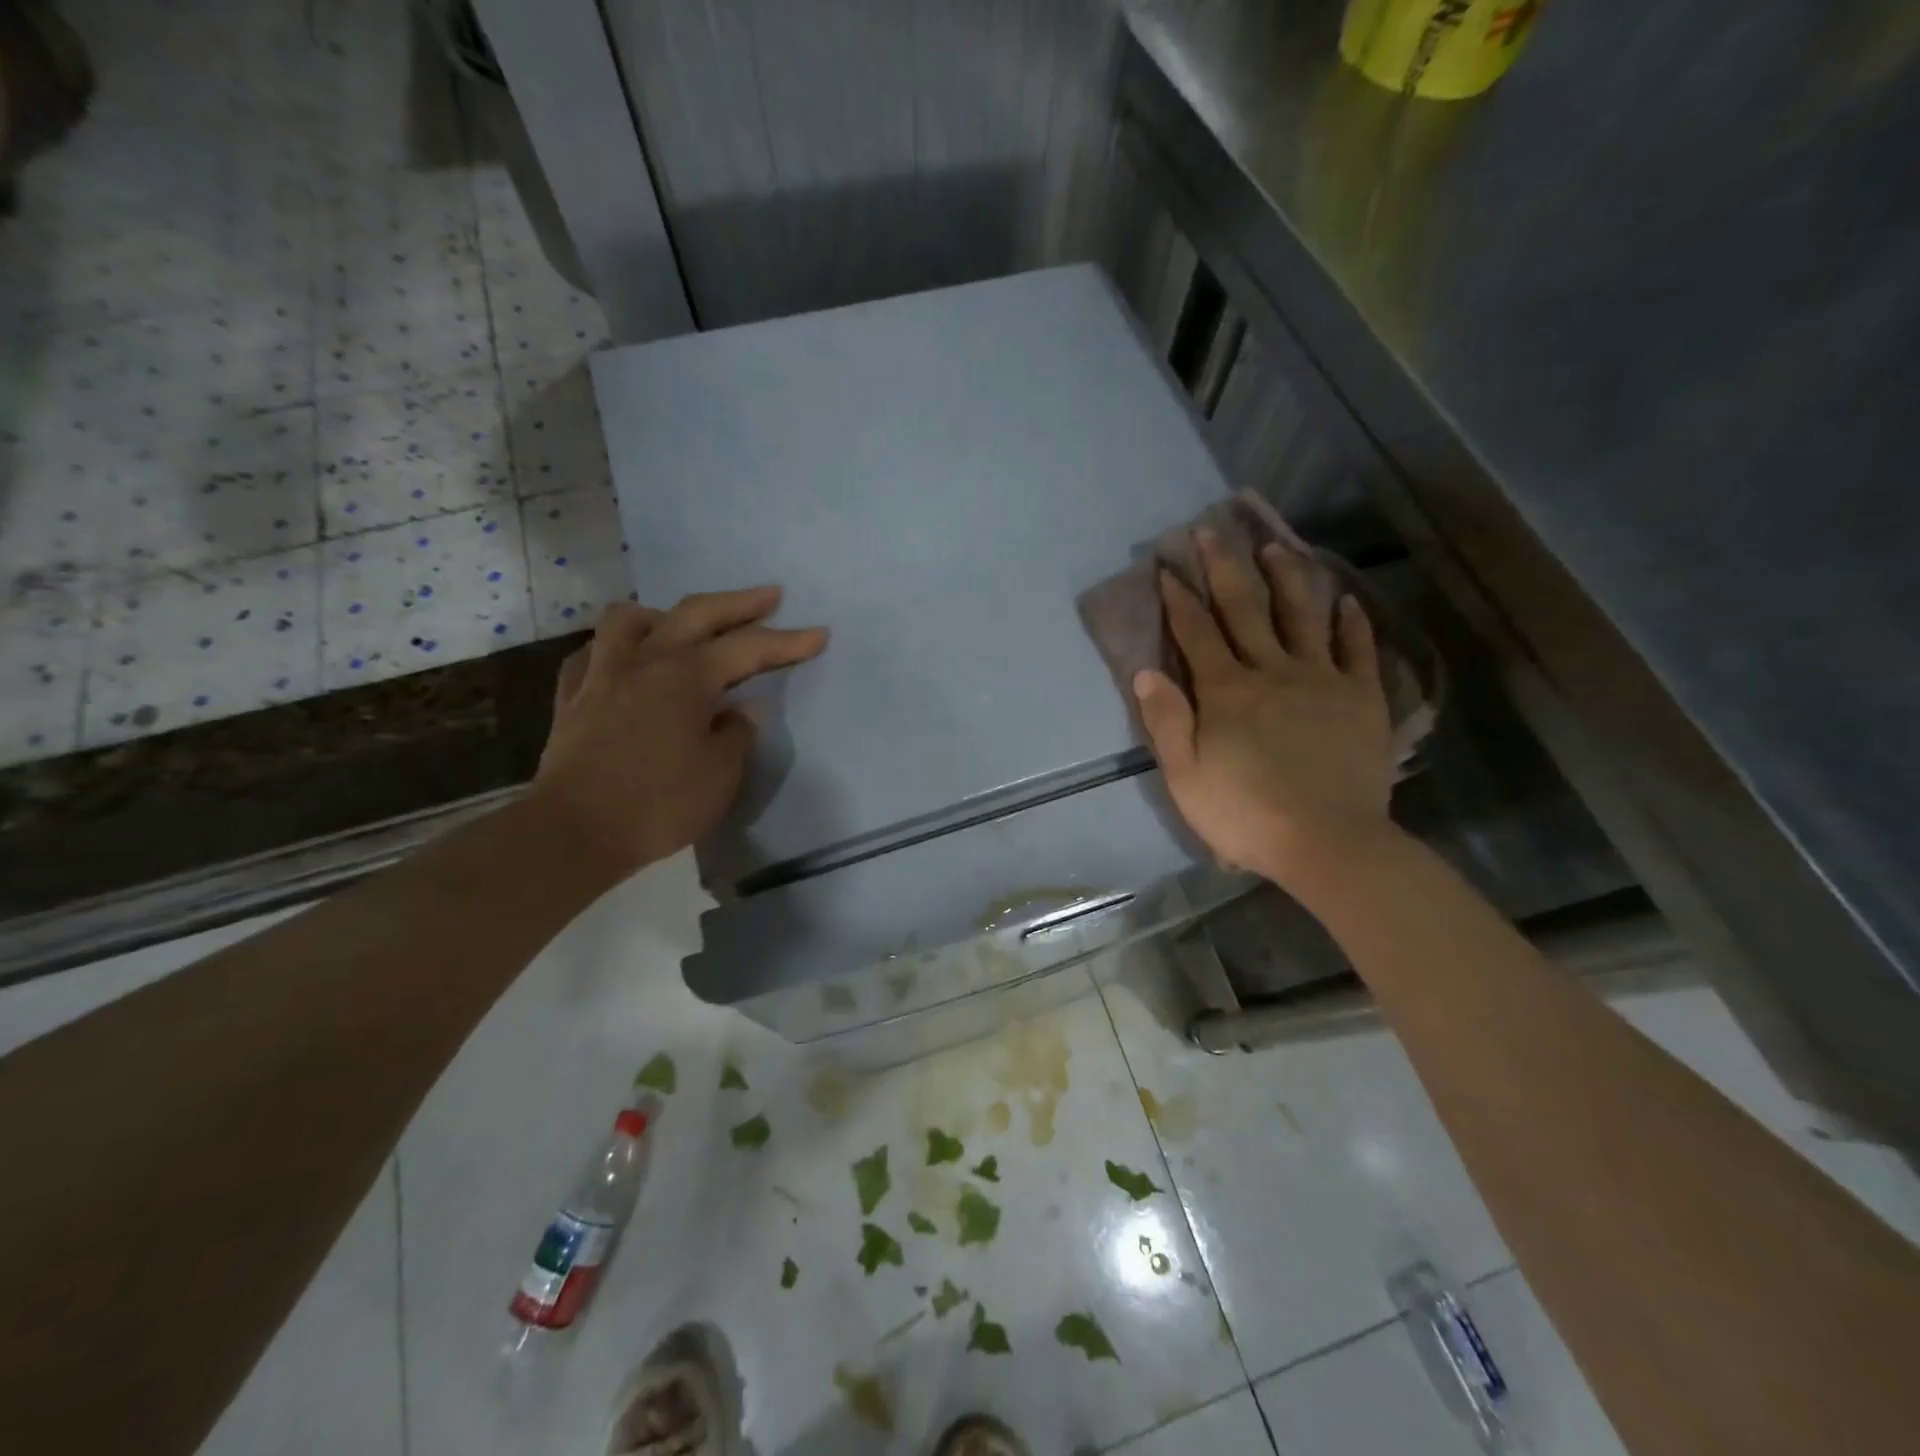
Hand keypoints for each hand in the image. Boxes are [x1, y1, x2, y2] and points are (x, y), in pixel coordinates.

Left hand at [529, 588, 827, 879]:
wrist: (574, 832)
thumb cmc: (658, 804)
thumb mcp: (720, 774)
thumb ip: (736, 734)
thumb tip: (741, 711)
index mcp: (686, 676)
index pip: (749, 648)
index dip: (788, 641)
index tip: (820, 633)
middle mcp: (645, 661)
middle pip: (696, 613)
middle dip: (739, 603)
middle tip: (769, 596)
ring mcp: (602, 674)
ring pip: (631, 619)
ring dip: (666, 613)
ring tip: (685, 625)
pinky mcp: (573, 697)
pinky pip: (594, 653)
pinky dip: (617, 648)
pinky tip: (627, 662)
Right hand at [1133, 533, 1396, 889]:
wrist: (1328, 843)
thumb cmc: (1246, 815)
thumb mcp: (1186, 776)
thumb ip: (1167, 721)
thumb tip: (1146, 672)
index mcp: (1226, 691)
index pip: (1196, 632)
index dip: (1180, 597)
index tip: (1167, 565)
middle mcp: (1271, 671)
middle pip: (1245, 609)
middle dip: (1225, 567)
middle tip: (1212, 529)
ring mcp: (1321, 679)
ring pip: (1302, 615)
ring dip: (1286, 577)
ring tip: (1276, 546)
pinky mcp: (1360, 697)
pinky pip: (1357, 650)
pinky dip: (1351, 623)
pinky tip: (1346, 601)